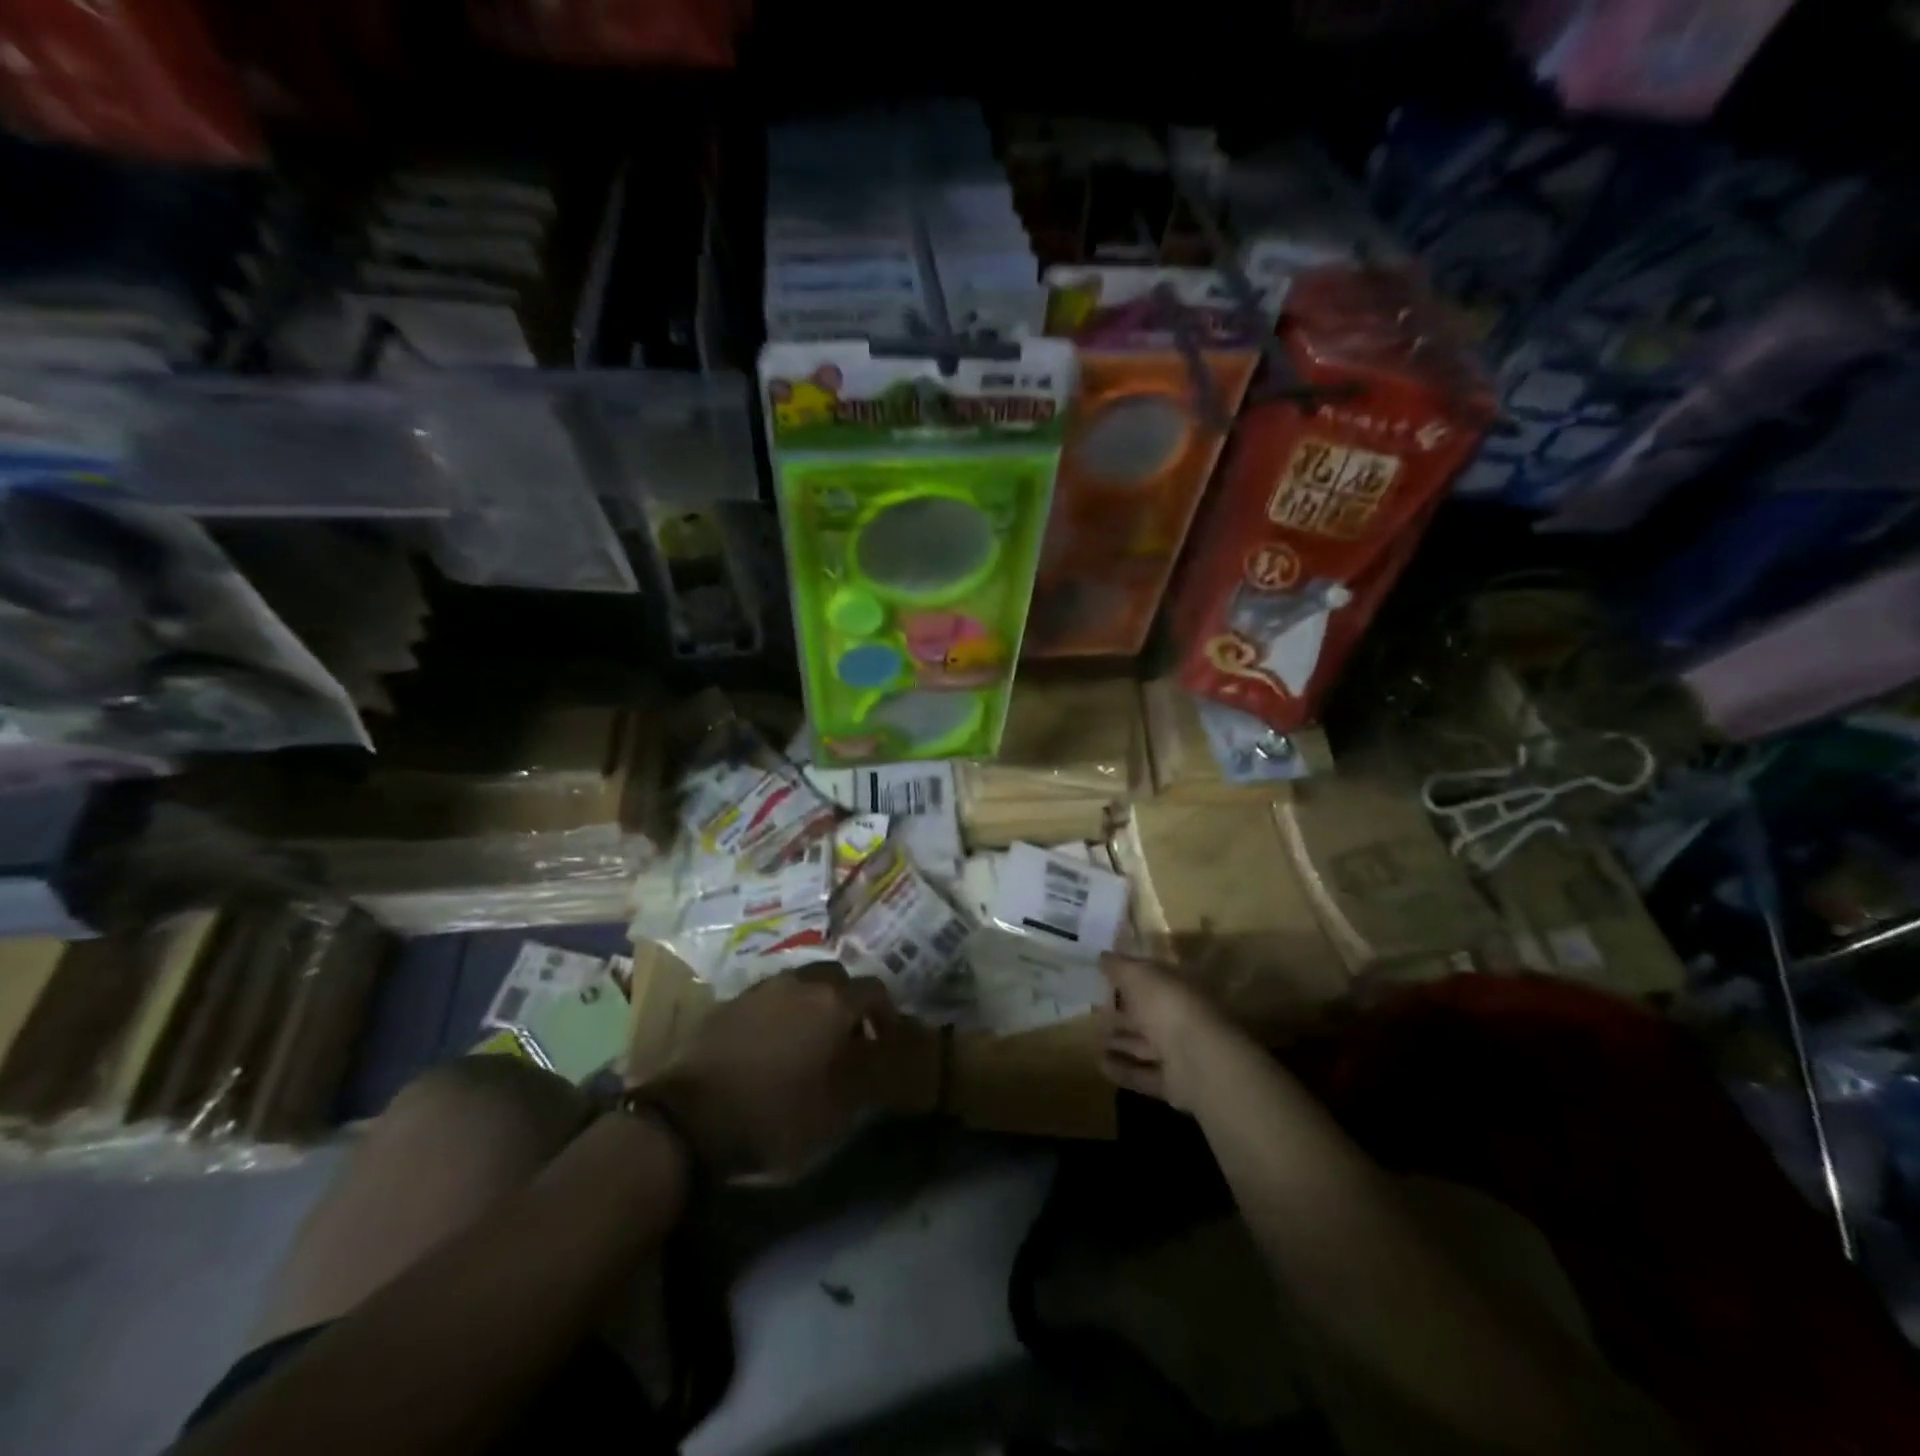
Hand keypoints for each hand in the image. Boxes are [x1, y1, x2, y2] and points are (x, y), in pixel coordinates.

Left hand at [642, 963, 896, 1181]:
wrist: (688, 1120)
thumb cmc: (774, 1117)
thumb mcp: (835, 1112)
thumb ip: (868, 1078)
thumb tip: (882, 1059)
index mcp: (832, 1004)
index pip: (874, 990)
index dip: (885, 1013)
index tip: (884, 1039)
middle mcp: (800, 983)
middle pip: (836, 977)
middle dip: (848, 1000)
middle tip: (847, 1035)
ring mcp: (761, 988)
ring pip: (800, 983)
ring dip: (813, 1003)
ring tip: (809, 1039)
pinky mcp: (730, 1002)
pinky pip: (770, 997)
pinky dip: (781, 1011)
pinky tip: (773, 1044)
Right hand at [1101, 953, 1248, 1112]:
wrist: (1198, 1060)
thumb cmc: (1168, 1006)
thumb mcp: (1138, 975)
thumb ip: (1119, 966)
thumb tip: (1102, 955)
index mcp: (1180, 987)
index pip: (1153, 978)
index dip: (1129, 977)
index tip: (1104, 978)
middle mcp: (1183, 1018)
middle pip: (1149, 1014)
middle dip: (1123, 1014)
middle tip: (1095, 1012)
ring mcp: (1181, 1052)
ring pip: (1146, 1046)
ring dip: (1121, 1043)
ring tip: (1092, 1040)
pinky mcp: (1174, 1084)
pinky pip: (1143, 1075)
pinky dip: (1123, 1070)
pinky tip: (1100, 1064)